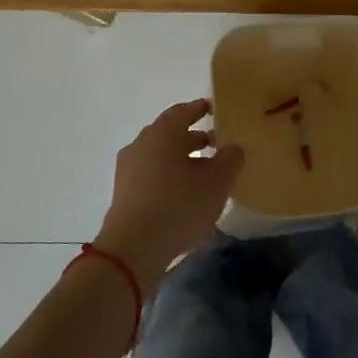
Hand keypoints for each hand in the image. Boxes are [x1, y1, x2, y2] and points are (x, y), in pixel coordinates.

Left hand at [92, 99, 244, 289]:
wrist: (133, 248)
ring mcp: (128, 169)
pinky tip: (185, 195)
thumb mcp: (217, 182)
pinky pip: (151, 175)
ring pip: (160, 156)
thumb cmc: (179, 206)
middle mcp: (141, 144)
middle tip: (216, 144)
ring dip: (182, 160)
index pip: (182, 111)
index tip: (214, 109)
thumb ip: (230, 159)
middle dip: (193, 137)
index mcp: (162, 133)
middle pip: (170, 134)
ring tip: (205, 174)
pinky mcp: (124, 193)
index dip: (200, 109)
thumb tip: (233, 147)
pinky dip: (169, 177)